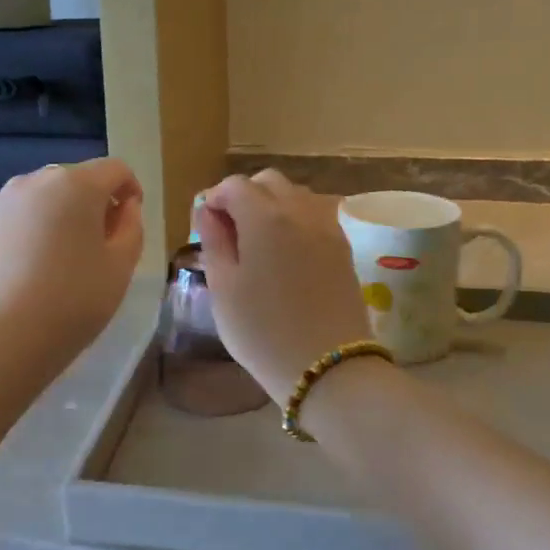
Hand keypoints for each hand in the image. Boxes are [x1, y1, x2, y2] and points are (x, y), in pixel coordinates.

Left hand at [0, 158, 145, 375]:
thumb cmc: (70, 303)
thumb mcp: (119, 270)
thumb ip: (131, 230)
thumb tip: (125, 208)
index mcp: (76, 185)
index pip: (114, 169)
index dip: (130, 190)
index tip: (130, 220)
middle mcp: (32, 183)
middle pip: (72, 182)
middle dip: (90, 205)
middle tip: (97, 248)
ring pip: (36, 203)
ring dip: (53, 221)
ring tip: (57, 266)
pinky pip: (8, 226)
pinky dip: (22, 240)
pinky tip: (21, 280)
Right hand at [195, 170, 371, 402]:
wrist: (328, 367)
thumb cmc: (262, 330)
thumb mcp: (223, 288)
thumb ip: (214, 241)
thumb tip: (207, 212)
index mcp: (265, 217)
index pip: (234, 185)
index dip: (215, 199)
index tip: (205, 226)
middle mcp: (299, 211)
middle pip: (269, 182)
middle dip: (245, 196)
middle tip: (231, 232)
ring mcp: (327, 227)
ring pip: (296, 196)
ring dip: (273, 206)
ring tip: (259, 243)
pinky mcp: (344, 248)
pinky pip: (315, 216)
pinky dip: (296, 221)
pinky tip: (286, 254)